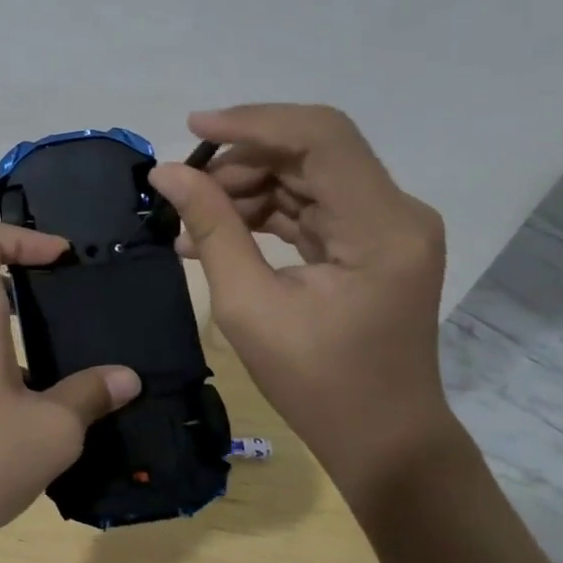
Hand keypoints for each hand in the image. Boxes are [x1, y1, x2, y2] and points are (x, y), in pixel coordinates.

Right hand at [149, 105, 456, 502]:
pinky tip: (215, 232)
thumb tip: (167, 172)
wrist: (384, 440)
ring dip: (245, 186)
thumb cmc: (318, 384)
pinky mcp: (369, 240)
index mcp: (381, 227)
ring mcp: (385, 225)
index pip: (320, 138)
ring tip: (190, 219)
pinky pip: (309, 204)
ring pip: (305, 173)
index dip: (253, 122)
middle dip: (240, 160)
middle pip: (310, 150)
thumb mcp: (249, 306)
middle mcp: (395, 212)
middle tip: (183, 189)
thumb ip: (211, 228)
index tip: (192, 129)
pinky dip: (262, 210)